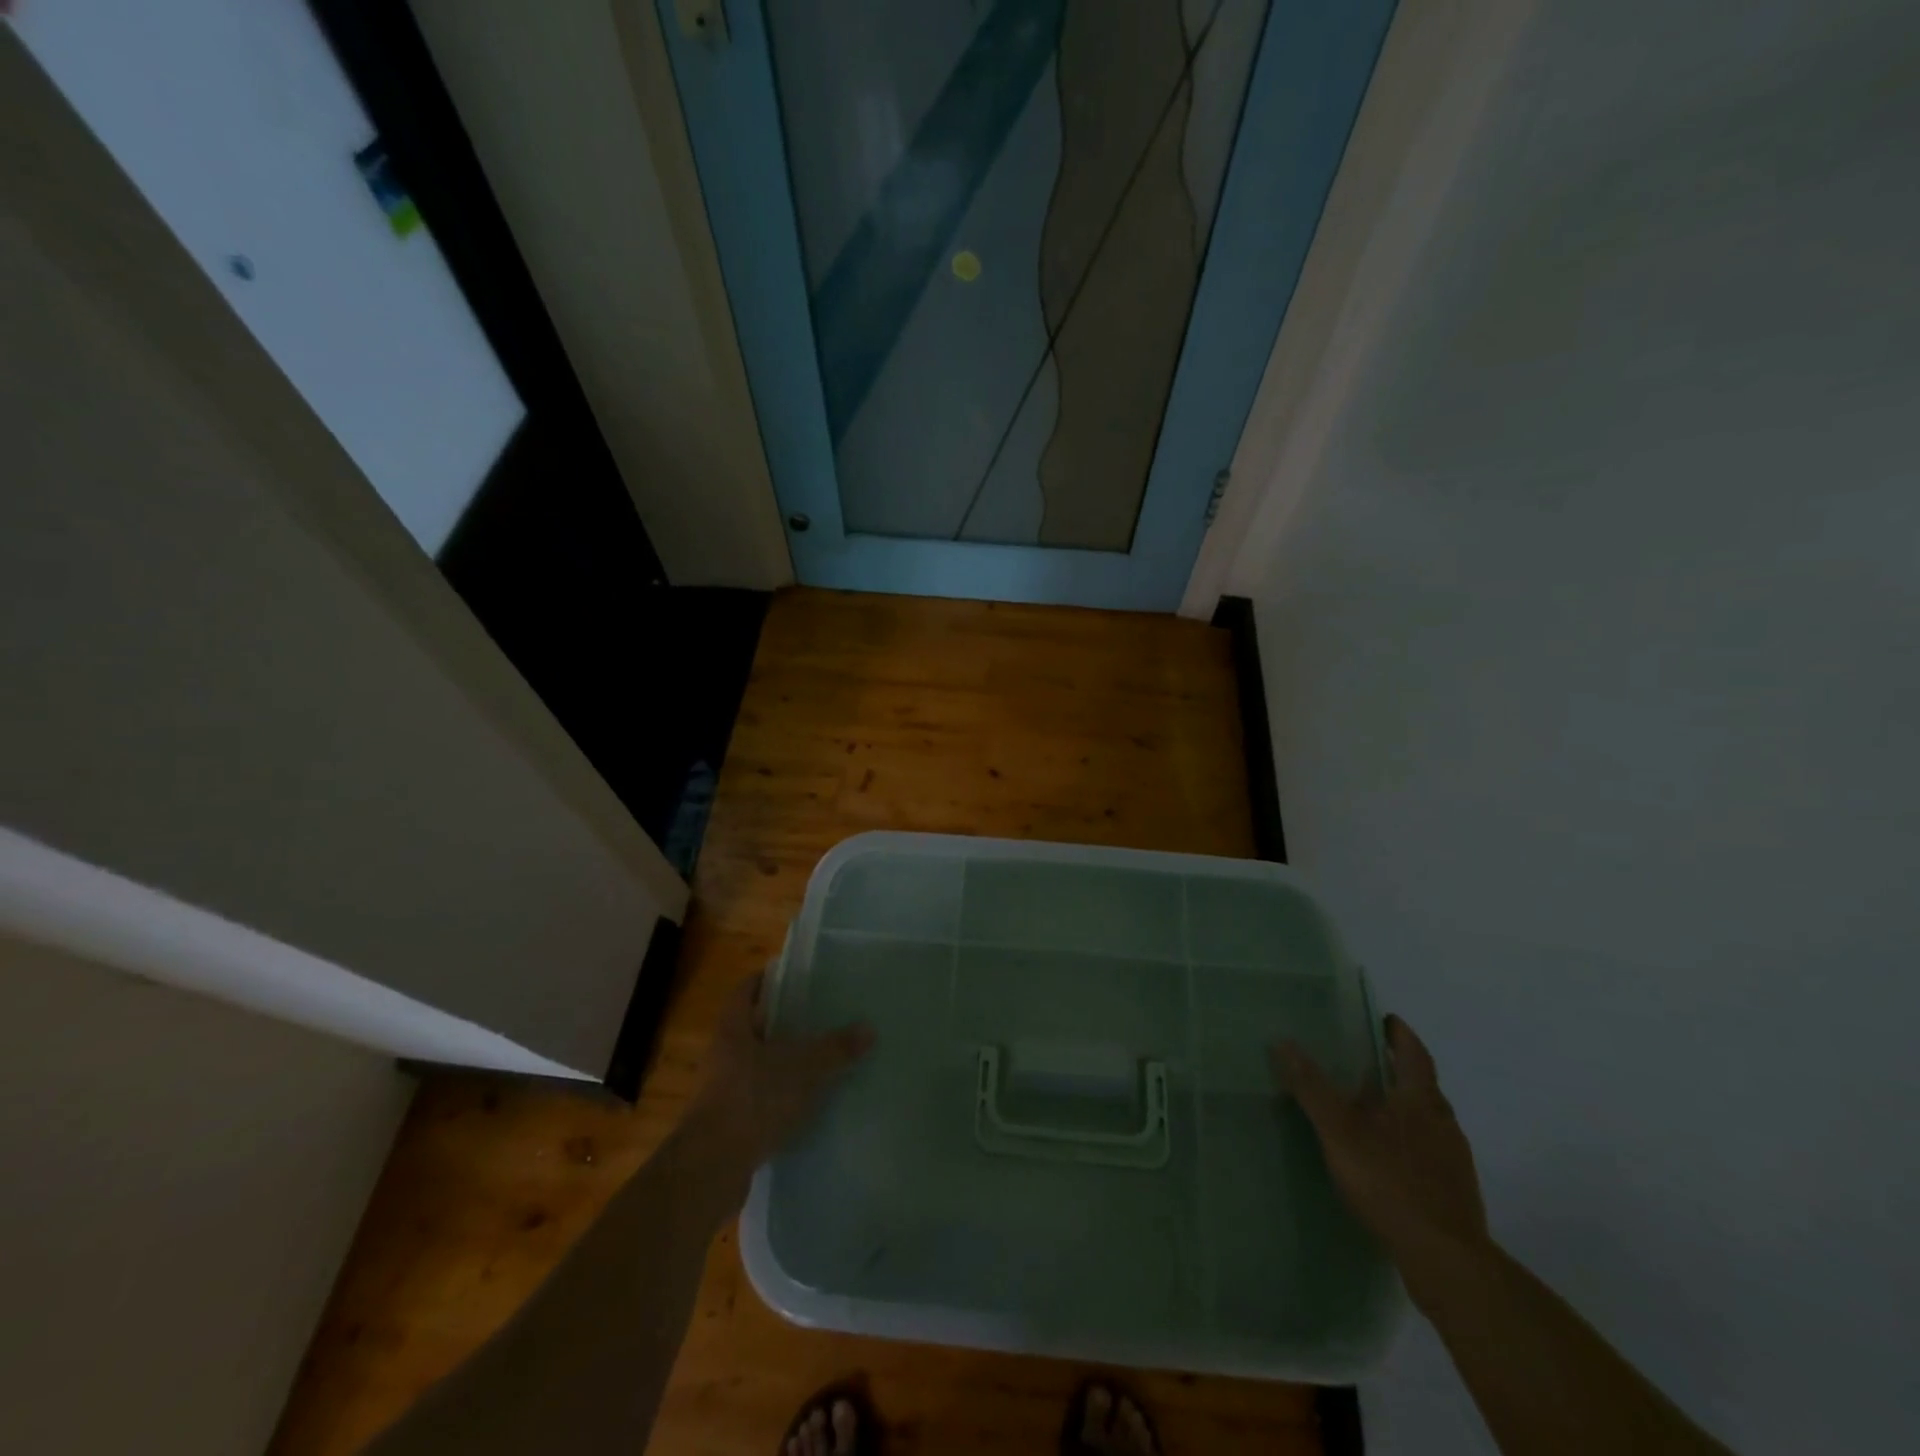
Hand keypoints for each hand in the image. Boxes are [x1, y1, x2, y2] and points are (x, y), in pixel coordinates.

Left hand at [689, 974, 873, 1176]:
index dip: (766, 980)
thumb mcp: (803, 1068)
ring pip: (757, 1065)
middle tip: (819, 1015)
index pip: (745, 991)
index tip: (793, 977)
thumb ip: (835, 1048)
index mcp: (732, 1030)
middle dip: (783, 1022)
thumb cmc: (752, 1100)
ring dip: (783, 1062)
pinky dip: (780, 1096)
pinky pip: (759, 1098)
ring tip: (820, 1058)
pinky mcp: (729, 1124)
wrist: (711, 1169)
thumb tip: (869, 1029)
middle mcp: (722, 1055)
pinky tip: (808, 1102)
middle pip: (753, 1028)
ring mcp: (722, 1091)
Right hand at [1272, 1016, 1488, 1277]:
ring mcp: (1453, 1160)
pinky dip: (1407, 1141)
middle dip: (1397, 1070)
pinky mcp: (1453, 1191)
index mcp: (1421, 1100)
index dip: (1400, 1034)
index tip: (1385, 1019)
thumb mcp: (1339, 1130)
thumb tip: (1285, 1042)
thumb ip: (1312, 1087)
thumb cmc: (1390, 1181)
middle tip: (1367, 1062)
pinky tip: (1386, 1158)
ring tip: (1371, 1109)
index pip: (1414, 1054)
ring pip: (1427, 1120)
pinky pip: (1428, 1151)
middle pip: (1422, 1086)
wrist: (1445, 1259)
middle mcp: (1444, 1123)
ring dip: (1403, 1107)